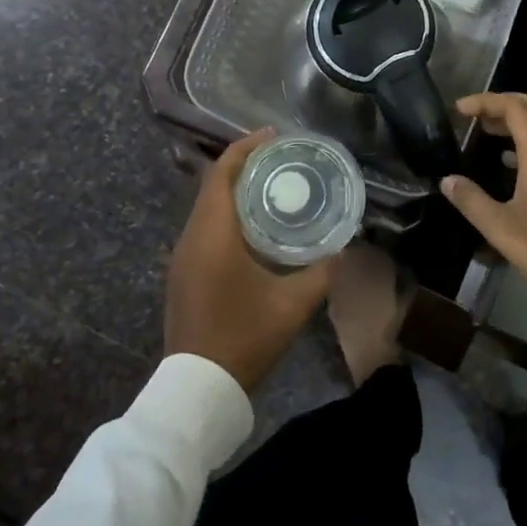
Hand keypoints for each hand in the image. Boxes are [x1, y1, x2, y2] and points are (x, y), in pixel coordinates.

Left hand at [165, 128, 331, 391]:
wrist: (196, 390)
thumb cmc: (244, 338)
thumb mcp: (293, 305)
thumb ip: (322, 272)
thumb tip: (344, 247)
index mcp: (213, 234)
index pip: (223, 173)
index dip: (246, 147)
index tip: (274, 135)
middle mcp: (191, 237)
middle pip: (213, 184)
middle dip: (243, 163)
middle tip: (280, 156)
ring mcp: (182, 256)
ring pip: (206, 205)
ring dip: (233, 187)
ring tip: (270, 182)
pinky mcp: (182, 273)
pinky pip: (203, 225)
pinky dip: (225, 211)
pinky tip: (252, 223)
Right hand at [441, 93, 526, 298]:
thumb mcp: (500, 227)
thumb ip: (471, 200)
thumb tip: (447, 180)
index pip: (514, 108)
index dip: (485, 102)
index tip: (459, 110)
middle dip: (504, 102)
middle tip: (477, 114)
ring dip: (517, 121)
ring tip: (487, 132)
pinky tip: (507, 162)